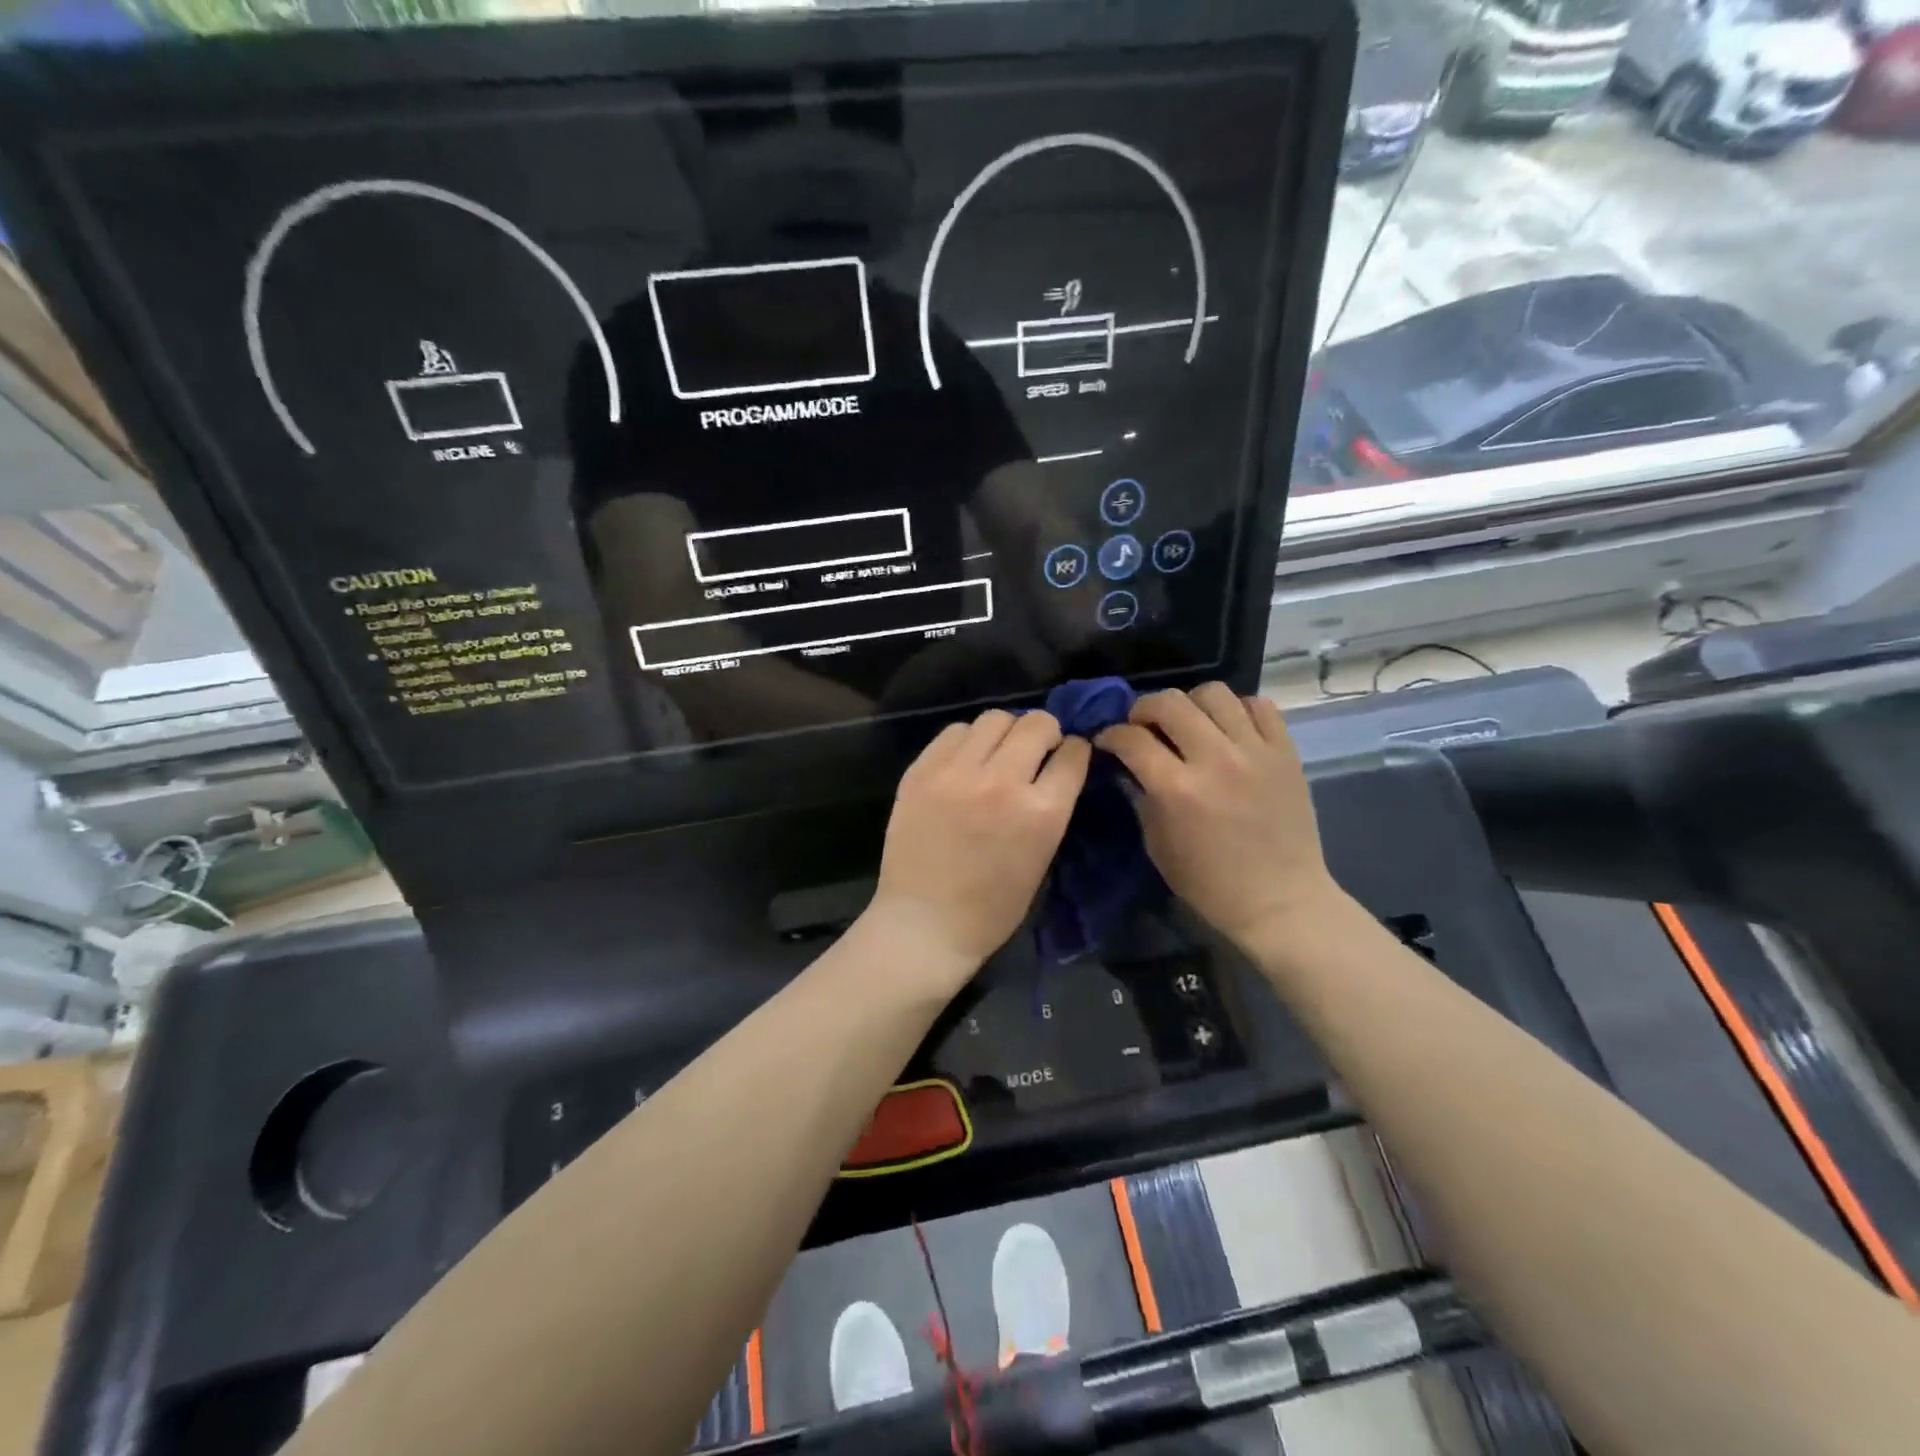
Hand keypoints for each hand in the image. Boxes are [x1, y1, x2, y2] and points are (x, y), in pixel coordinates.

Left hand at [868, 709, 1090, 981]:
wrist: (924, 924)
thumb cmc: (992, 908)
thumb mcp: (1041, 858)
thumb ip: (1051, 807)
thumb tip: (1055, 767)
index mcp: (1041, 812)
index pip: (1073, 753)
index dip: (1074, 752)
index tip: (1067, 757)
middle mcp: (1001, 782)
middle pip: (1036, 724)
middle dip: (1045, 733)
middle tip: (1035, 752)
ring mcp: (956, 773)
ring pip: (994, 718)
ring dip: (1005, 732)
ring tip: (997, 754)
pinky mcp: (921, 771)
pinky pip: (954, 732)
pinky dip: (967, 741)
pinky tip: (965, 762)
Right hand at [1096, 684, 1342, 948]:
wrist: (1280, 901)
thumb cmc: (1210, 884)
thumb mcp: (1158, 846)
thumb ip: (1141, 799)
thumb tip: (1128, 767)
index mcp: (1178, 790)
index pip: (1132, 739)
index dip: (1111, 735)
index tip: (1107, 741)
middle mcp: (1215, 760)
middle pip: (1169, 702)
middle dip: (1144, 709)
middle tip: (1143, 726)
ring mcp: (1255, 752)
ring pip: (1214, 693)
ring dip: (1191, 703)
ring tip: (1189, 723)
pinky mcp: (1286, 752)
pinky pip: (1259, 705)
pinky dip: (1237, 709)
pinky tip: (1228, 729)